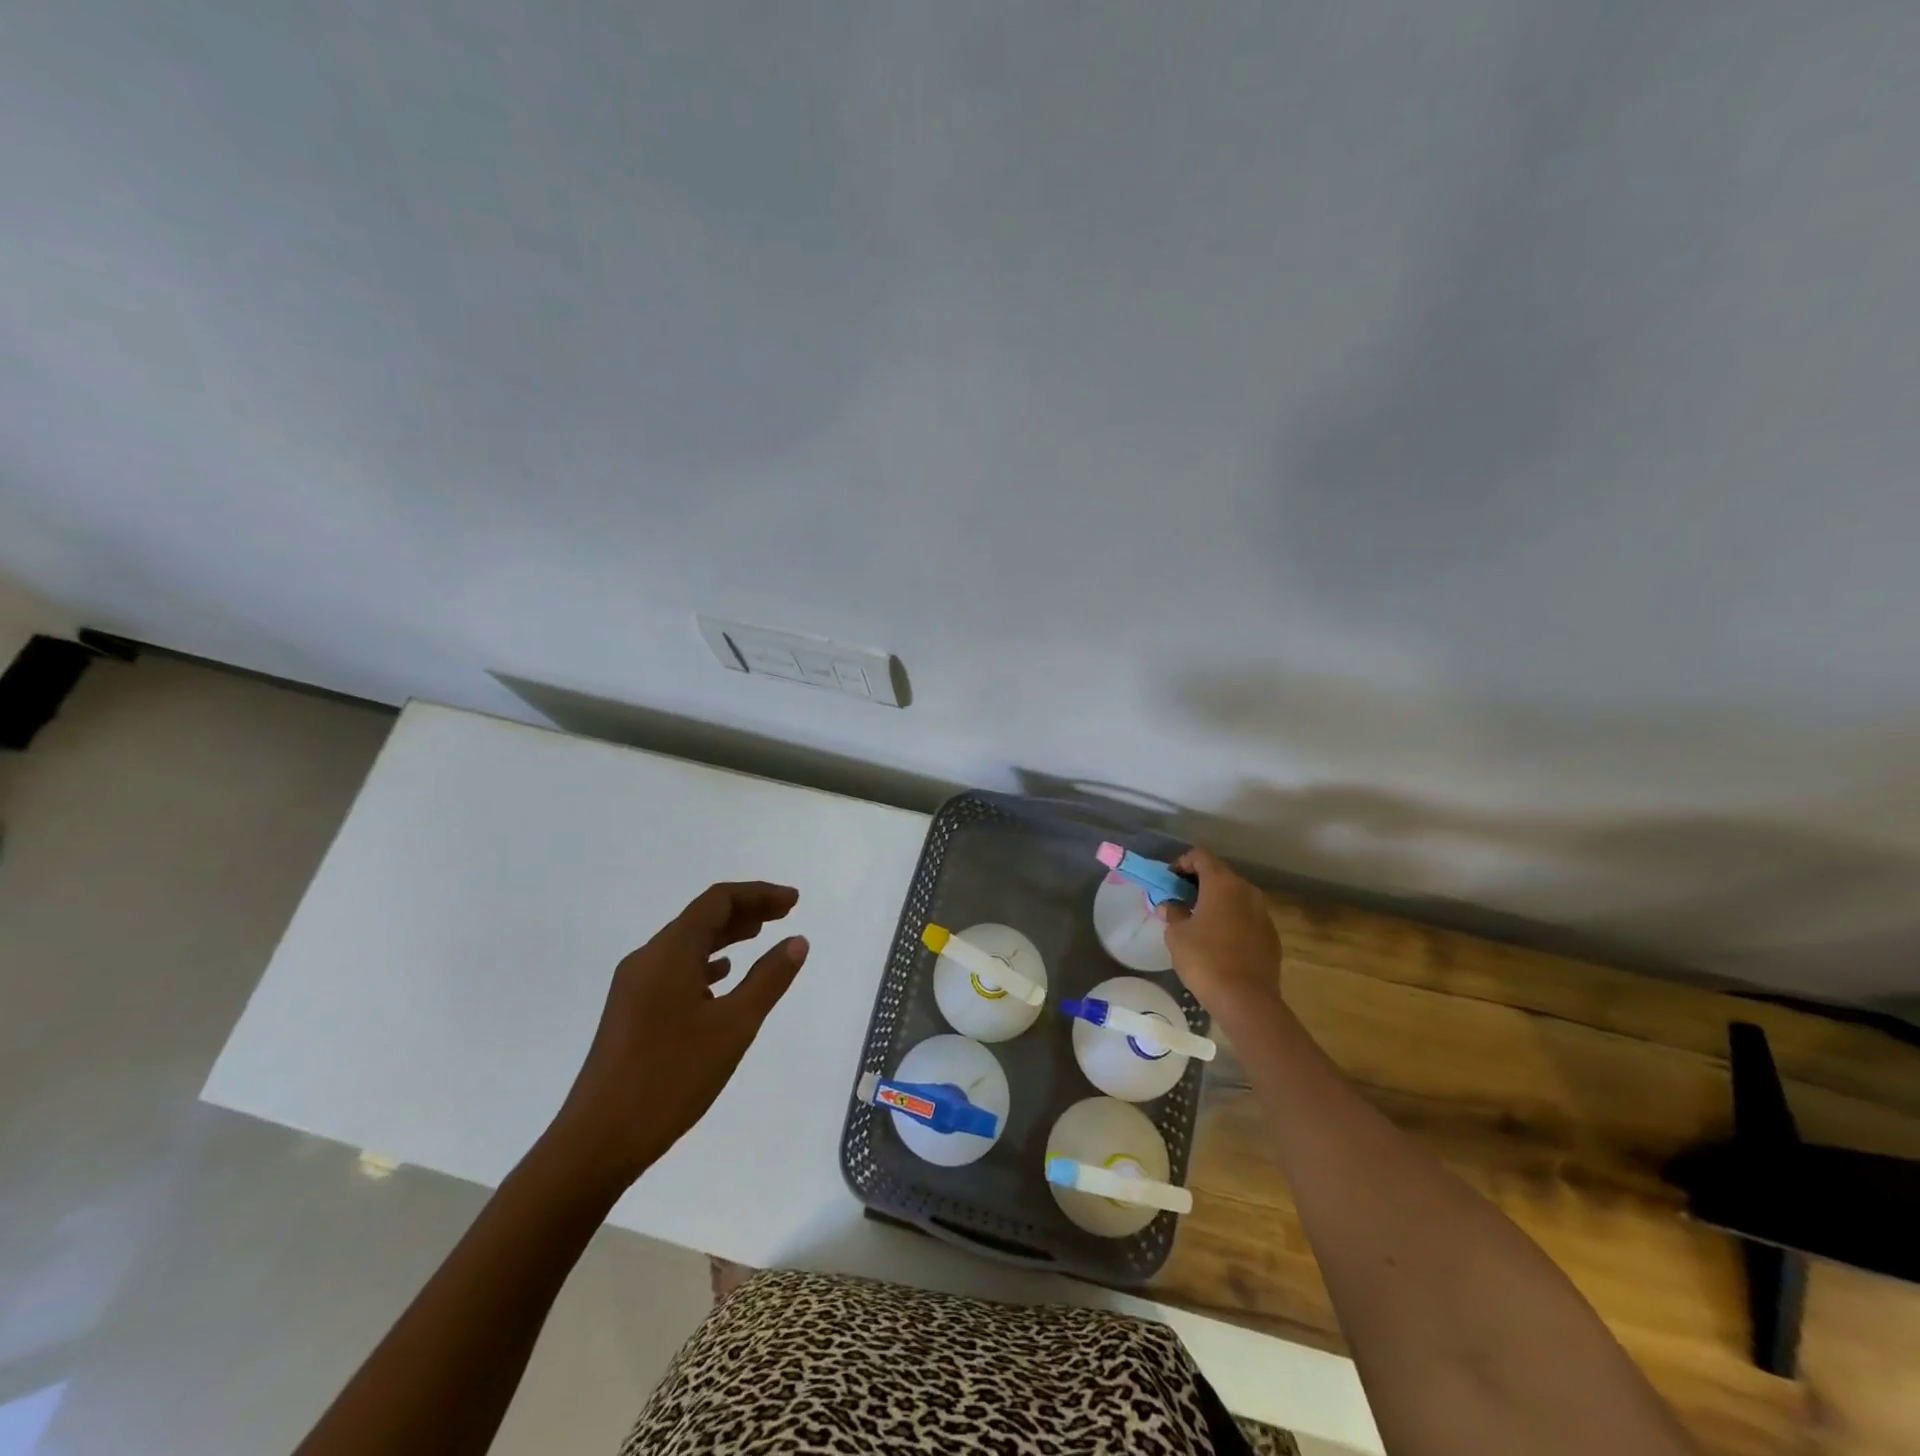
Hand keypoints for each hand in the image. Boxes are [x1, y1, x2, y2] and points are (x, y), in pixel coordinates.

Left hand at [546, 881, 808, 1193]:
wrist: (598, 1141)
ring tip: (760, 938)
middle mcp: (647, 959)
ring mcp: (633, 986)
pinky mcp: (630, 1012)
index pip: (718, 901)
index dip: (759, 894)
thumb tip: (797, 941)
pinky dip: (705, 963)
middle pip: (701, 917)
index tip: (794, 901)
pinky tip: (721, 979)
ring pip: (686, 944)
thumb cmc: (671, 1076)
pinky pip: (674, 969)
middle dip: (746, 911)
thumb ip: (768, 979)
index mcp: (670, 952)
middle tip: (786, 914)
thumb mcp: (734, 1026)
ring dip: (726, 935)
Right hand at [1162, 847, 1282, 1025]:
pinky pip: (1247, 916)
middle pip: (1220, 873)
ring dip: (1217, 901)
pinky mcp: (1271, 935)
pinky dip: (1232, 919)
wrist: (1246, 1000)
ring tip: (1199, 920)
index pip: (1200, 855)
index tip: (1169, 881)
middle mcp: (1247, 891)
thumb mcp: (1177, 934)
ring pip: (1236, 896)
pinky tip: (1220, 940)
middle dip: (1198, 882)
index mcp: (1222, 883)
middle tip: (1180, 899)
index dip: (1182, 863)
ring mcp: (1263, 913)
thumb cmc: (1204, 959)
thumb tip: (1170, 905)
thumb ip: (1172, 912)